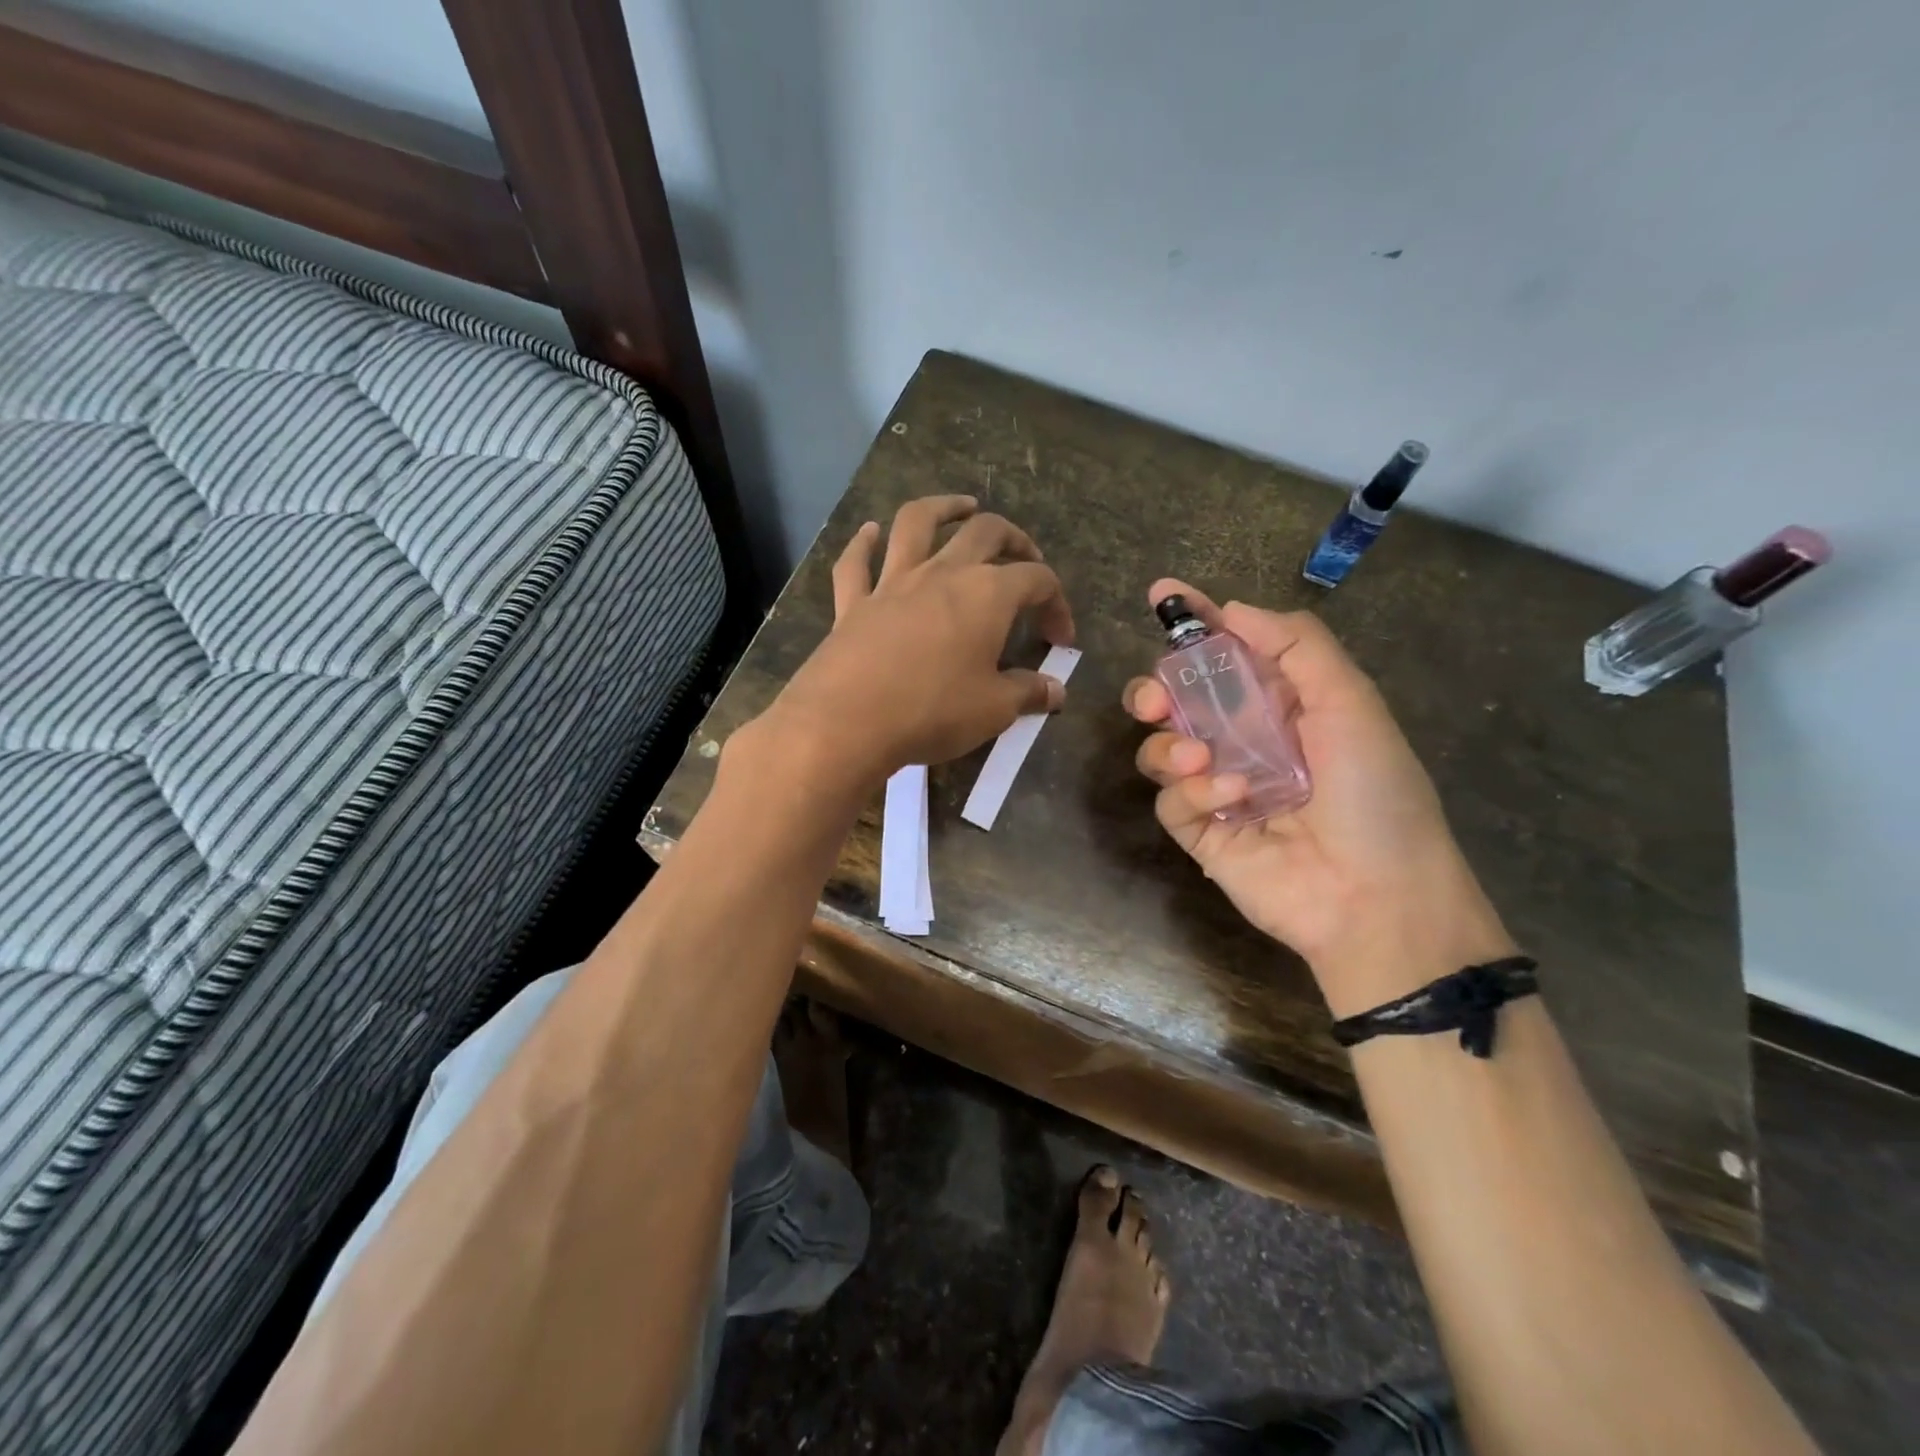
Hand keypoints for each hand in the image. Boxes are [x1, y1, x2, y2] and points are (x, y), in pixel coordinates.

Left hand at [764, 495, 1074, 791]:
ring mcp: (893, 583)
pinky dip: (863, 543)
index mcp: (987, 595)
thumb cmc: (933, 711)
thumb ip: (1029, 694)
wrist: (847, 721)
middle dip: (1013, 539)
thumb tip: (1057, 691)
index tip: (1060, 639)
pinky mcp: (853, 603)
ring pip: (917, 524)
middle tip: (1024, 556)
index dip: (1057, 604)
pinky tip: (870, 532)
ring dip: (944, 508)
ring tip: (963, 507)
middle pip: (985, 534)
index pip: (1037, 581)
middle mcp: (942, 574)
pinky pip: (856, 563)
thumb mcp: (994, 709)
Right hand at [1125, 580, 1511, 1016]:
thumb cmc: (1374, 793)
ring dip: (1170, 746)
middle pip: (1176, 701)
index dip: (1196, 622)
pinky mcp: (1201, 833)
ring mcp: (1218, 789)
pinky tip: (1230, 799)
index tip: (1161, 594)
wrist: (1376, 898)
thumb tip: (1231, 611)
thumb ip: (1296, 646)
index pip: (1228, 653)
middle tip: (1155, 699)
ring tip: (1199, 759)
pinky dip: (1191, 792)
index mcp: (1282, 706)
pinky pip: (1169, 800)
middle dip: (1155, 690)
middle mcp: (1243, 742)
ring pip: (1161, 749)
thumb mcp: (1350, 704)